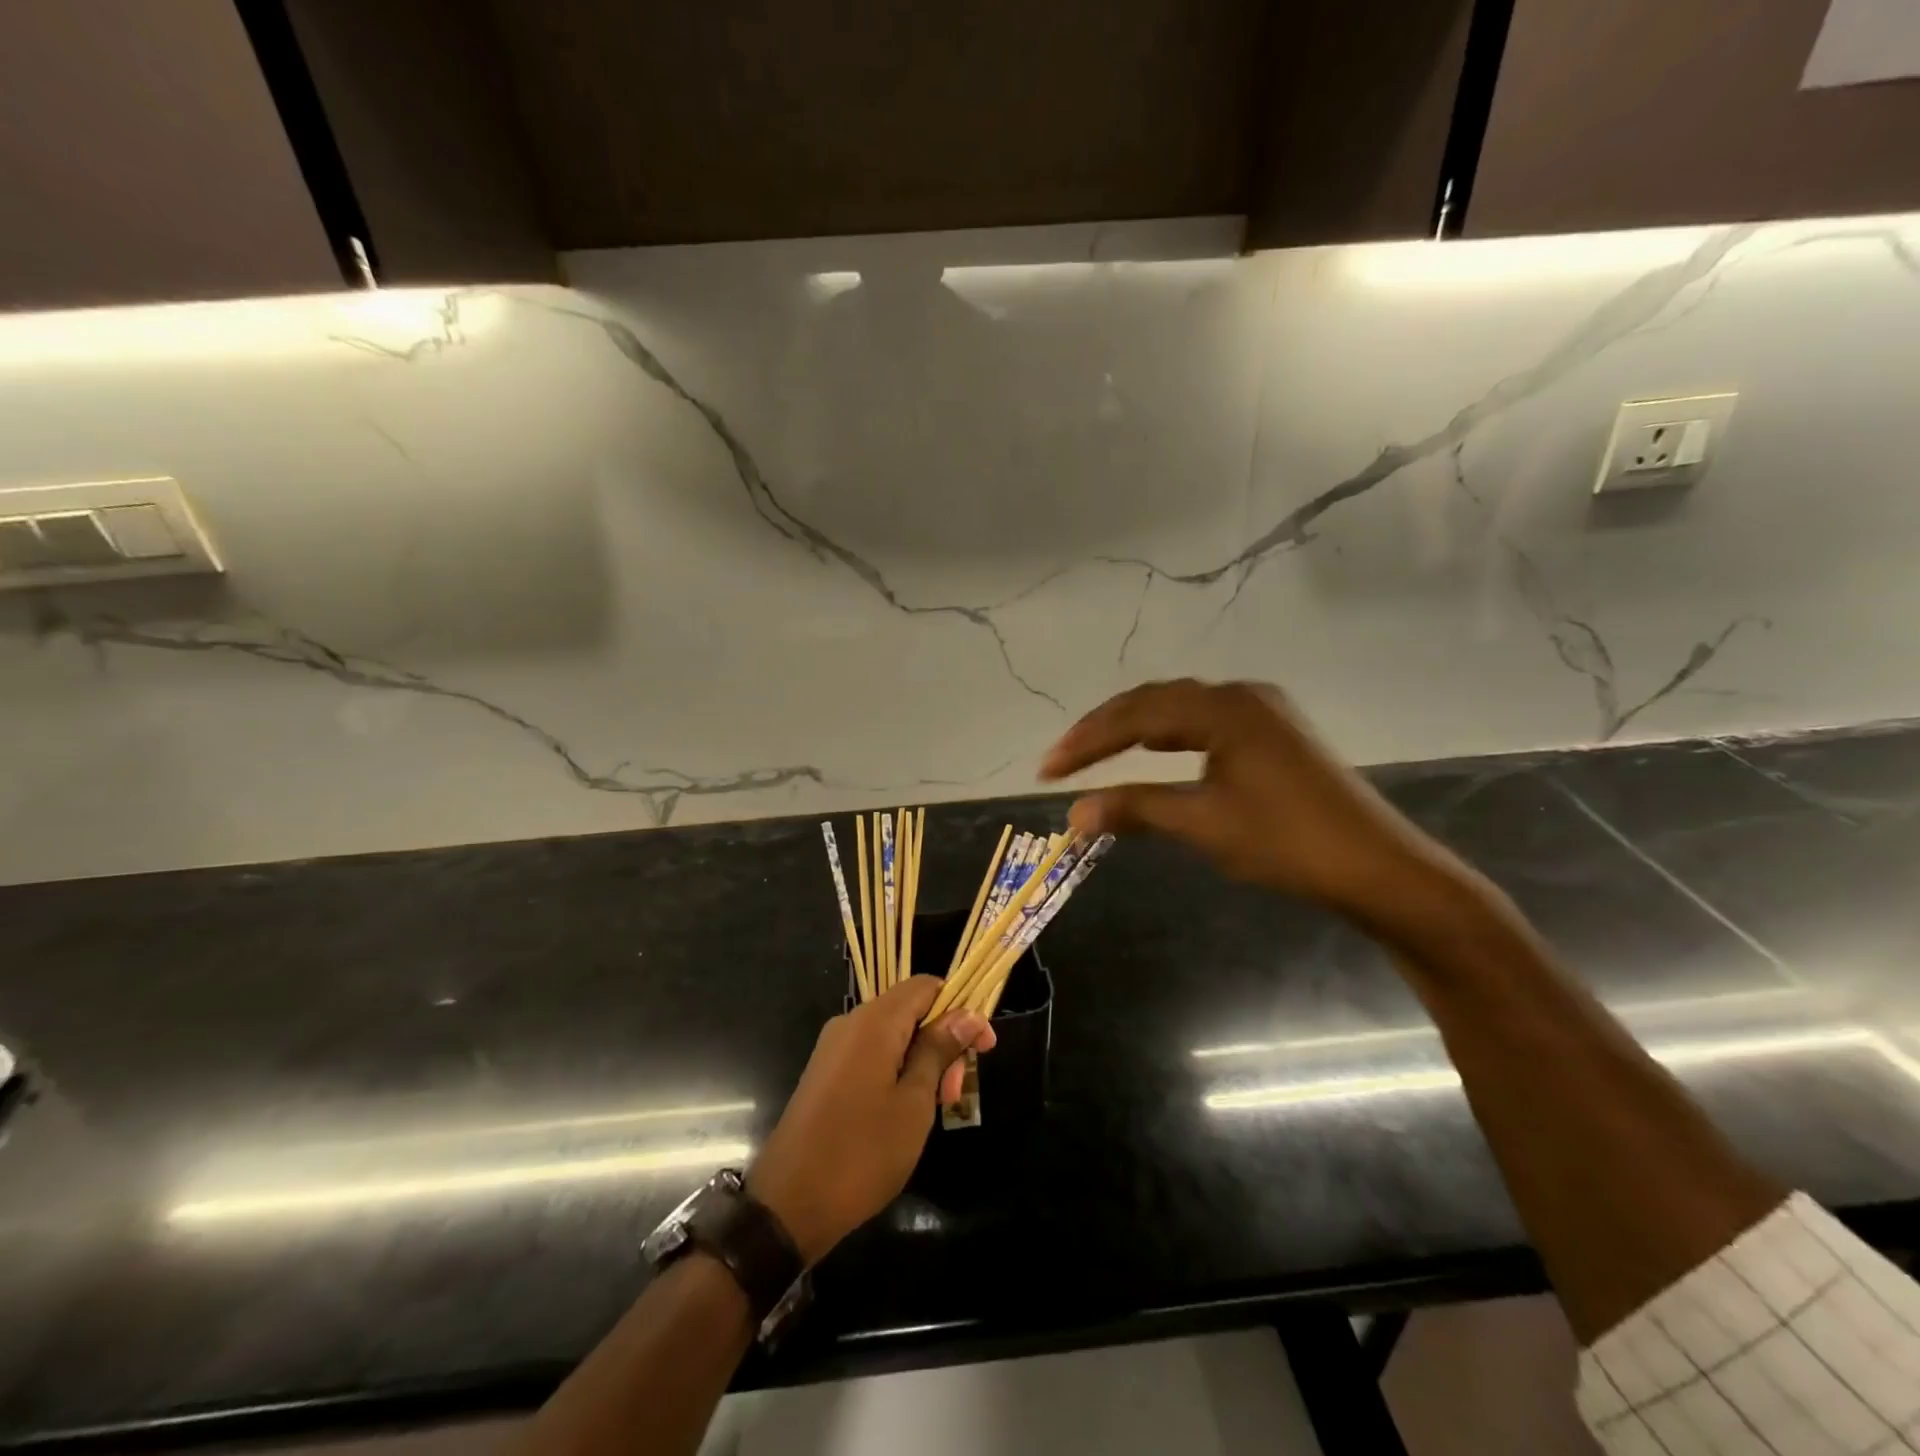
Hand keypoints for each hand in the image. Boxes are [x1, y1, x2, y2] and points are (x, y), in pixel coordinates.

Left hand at [749, 978, 995, 1265]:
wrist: (789, 1204)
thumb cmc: (862, 1152)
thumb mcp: (914, 1102)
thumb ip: (939, 1051)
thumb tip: (967, 1015)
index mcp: (875, 1021)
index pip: (926, 986)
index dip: (961, 1009)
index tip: (983, 1048)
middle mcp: (851, 1022)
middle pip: (910, 1010)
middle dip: (942, 1042)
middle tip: (955, 1093)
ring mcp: (834, 1048)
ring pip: (893, 1035)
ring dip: (922, 1060)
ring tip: (937, 1107)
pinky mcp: (826, 1072)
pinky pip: (872, 1054)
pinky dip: (898, 1070)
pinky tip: (908, 1109)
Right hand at [1040, 679, 1472, 924]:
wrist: (1377, 867)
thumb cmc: (1286, 842)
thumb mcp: (1202, 823)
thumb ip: (1135, 809)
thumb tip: (1073, 814)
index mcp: (1222, 708)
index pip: (1135, 715)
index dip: (1086, 741)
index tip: (1047, 770)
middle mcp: (1241, 696)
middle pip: (1154, 701)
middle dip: (1104, 730)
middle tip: (1062, 759)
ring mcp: (1262, 712)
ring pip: (1180, 709)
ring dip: (1135, 729)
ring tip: (1096, 753)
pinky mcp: (1274, 734)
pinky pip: (1205, 722)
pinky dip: (1169, 736)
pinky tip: (1155, 750)